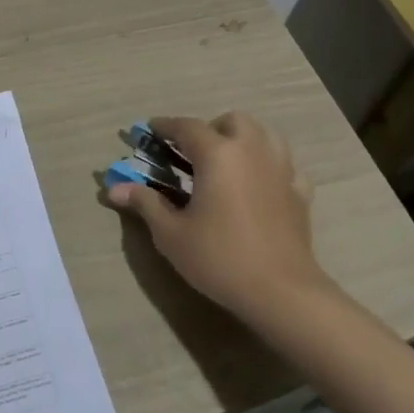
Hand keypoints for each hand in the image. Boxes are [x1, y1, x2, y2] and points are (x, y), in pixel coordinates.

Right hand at [105, 111, 326, 324]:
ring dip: (243, 140)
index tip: (150, 129)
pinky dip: (268, 166)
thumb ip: (145, 203)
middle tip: (193, 153)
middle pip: (233, 121)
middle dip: (211, 128)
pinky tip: (258, 186)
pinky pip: (284, 165)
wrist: (281, 292)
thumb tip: (113, 189)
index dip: (165, 126)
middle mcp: (252, 151)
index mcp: (218, 154)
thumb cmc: (219, 258)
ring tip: (226, 164)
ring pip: (265, 135)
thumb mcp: (171, 234)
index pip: (187, 127)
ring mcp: (281, 170)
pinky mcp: (300, 193)